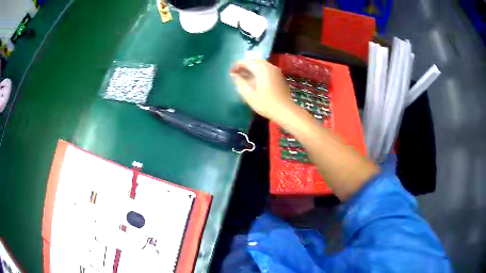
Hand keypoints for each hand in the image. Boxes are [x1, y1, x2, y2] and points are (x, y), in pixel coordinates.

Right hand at [230, 60, 295, 123]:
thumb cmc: (265, 103)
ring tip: (245, 77)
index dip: (237, 65)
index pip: (247, 62)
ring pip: (262, 65)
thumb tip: (233, 75)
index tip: (231, 71)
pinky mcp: (280, 77)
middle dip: (245, 66)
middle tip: (237, 73)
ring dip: (253, 69)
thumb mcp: (249, 94)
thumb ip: (240, 82)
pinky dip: (260, 72)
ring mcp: (276, 71)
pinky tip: (256, 80)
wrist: (285, 110)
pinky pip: (267, 70)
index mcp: (261, 69)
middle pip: (255, 62)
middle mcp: (269, 67)